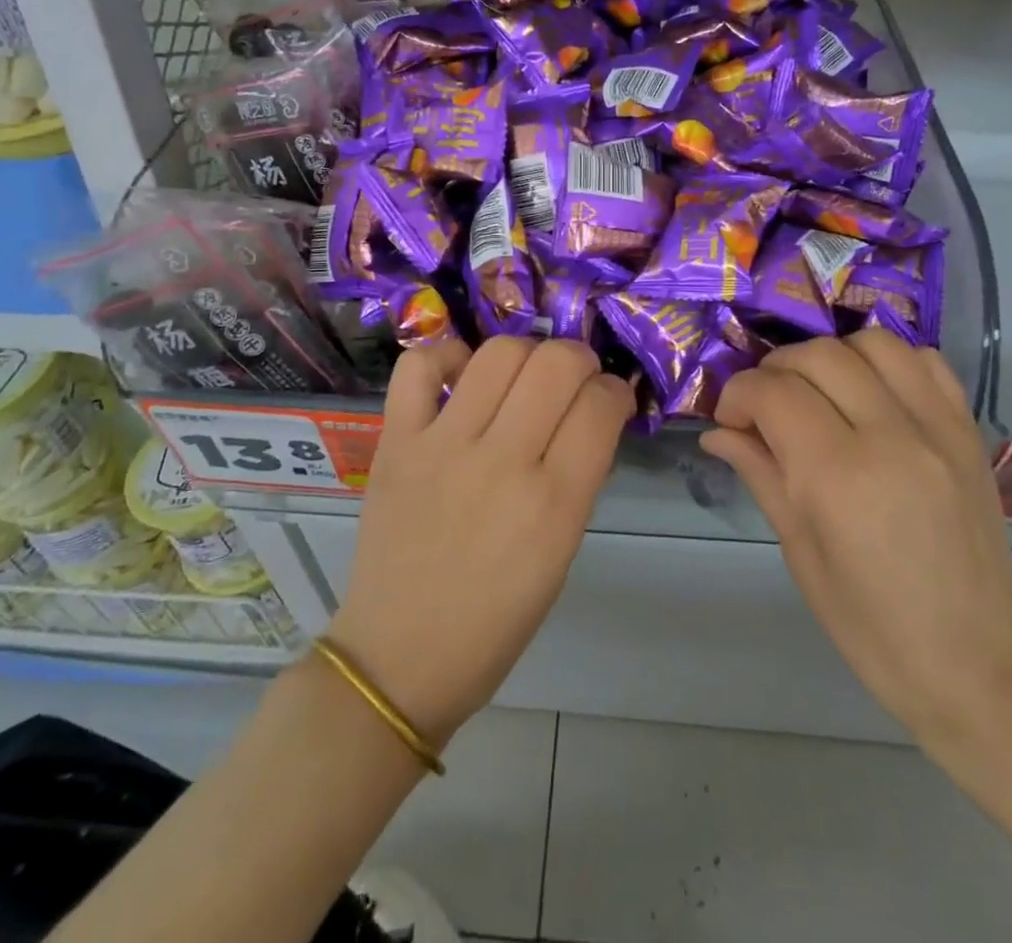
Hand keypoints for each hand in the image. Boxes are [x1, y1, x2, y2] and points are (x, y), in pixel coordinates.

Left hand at [327, 337, 633, 745]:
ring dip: (526, 352)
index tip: (610, 400)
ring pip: (499, 353)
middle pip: (556, 364)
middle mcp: (501, 463)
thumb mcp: (560, 553)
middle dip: (580, 359)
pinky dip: (447, 356)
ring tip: (523, 376)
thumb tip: (592, 414)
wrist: (399, 658)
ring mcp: (442, 447)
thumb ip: (579, 476)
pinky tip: (462, 376)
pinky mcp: (395, 442)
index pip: (601, 407)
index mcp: (553, 505)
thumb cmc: (495, 620)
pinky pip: (418, 367)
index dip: (616, 392)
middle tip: (574, 381)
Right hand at [699, 330, 1011, 738]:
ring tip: (818, 392)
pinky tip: (870, 393)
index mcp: (839, 476)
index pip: (773, 392)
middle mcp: (892, 436)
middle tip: (765, 407)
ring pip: (873, 343)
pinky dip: (886, 362)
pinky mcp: (968, 431)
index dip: (738, 395)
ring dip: (831, 356)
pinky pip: (925, 362)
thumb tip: (718, 431)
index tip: (731, 420)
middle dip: (775, 371)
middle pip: (818, 355)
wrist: (979, 666)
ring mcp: (938, 428)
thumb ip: (761, 474)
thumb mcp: (801, 554)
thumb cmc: (873, 627)